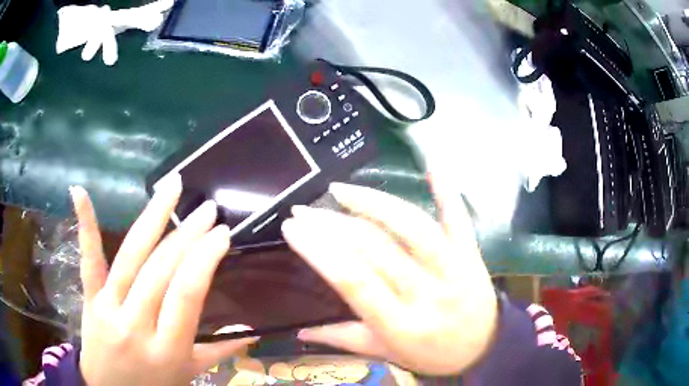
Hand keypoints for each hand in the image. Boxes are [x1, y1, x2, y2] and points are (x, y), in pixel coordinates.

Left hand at [71, 174, 255, 385]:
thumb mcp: (189, 374)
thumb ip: (219, 352)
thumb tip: (251, 332)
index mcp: (167, 349)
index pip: (186, 295)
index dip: (204, 260)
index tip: (222, 235)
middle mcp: (136, 325)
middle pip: (160, 271)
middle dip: (187, 235)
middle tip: (208, 209)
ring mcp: (108, 308)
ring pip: (130, 257)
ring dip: (152, 217)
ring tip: (172, 186)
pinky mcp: (90, 298)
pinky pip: (88, 261)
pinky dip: (85, 225)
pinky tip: (79, 191)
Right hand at [282, 178, 497, 375]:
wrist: (486, 347)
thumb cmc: (434, 355)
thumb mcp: (388, 354)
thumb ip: (343, 340)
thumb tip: (300, 330)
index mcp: (400, 324)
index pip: (353, 281)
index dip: (320, 250)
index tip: (292, 229)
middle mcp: (426, 292)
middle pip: (375, 249)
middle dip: (332, 224)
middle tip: (302, 210)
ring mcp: (453, 267)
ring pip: (412, 226)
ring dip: (374, 201)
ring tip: (340, 190)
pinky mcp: (470, 253)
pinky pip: (459, 218)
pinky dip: (446, 190)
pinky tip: (432, 163)